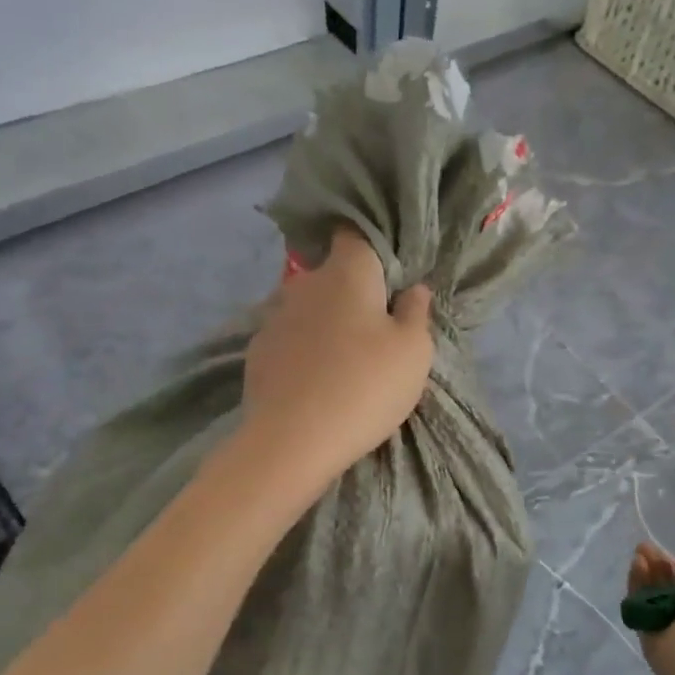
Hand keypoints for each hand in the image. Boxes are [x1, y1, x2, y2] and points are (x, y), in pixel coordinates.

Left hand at [241, 227, 433, 485]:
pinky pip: (291, 339)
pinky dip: (304, 350)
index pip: (356, 233)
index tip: (391, 272)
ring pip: (311, 308)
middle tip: (378, 328)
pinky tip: (316, 380)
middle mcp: (306, 283)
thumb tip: (413, 289)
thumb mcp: (414, 351)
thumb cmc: (365, 386)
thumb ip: (416, 312)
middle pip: (334, 274)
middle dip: (355, 292)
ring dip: (328, 323)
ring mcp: (275, 317)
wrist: (292, 441)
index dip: (374, 246)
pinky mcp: (258, 351)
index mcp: (347, 272)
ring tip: (346, 360)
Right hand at [628, 542, 674, 674]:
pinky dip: (636, 585)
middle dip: (659, 564)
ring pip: (653, 595)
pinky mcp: (650, 638)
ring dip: (646, 571)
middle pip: (672, 586)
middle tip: (646, 547)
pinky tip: (637, 566)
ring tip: (640, 552)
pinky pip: (640, 607)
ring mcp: (673, 629)